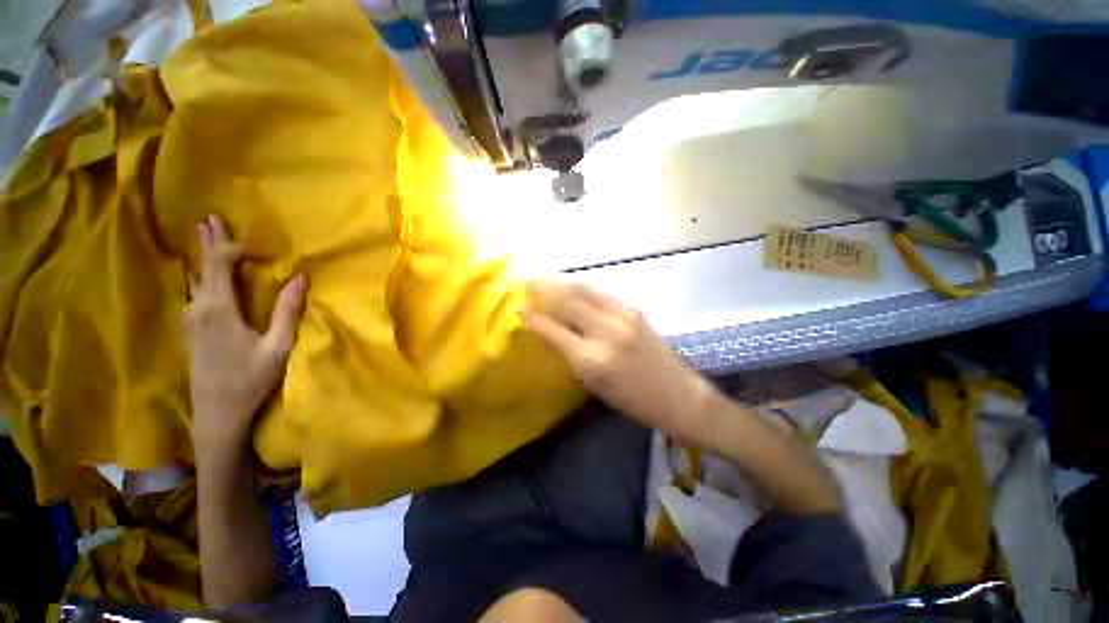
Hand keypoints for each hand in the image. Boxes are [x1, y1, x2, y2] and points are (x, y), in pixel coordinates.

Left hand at [184, 215, 306, 453]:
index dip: (239, 248)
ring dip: (205, 257)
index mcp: (217, 308)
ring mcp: (190, 318)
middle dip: (209, 240)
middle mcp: (197, 307)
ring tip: (206, 237)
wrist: (216, 414)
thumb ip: (287, 309)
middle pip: (202, 265)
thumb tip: (300, 277)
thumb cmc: (250, 379)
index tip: (265, 254)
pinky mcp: (191, 329)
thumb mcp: (277, 345)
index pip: (220, 262)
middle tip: (211, 218)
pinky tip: (202, 276)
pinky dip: (202, 275)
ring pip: (195, 278)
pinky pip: (195, 292)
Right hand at [523, 281, 720, 440]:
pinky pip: (601, 295)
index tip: (519, 307)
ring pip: (585, 291)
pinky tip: (574, 287)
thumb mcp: (594, 383)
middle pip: (569, 301)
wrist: (677, 394)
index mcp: (592, 359)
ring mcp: (623, 317)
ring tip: (547, 277)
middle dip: (546, 288)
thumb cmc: (631, 399)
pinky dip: (583, 289)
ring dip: (563, 282)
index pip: (554, 330)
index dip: (534, 317)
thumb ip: (571, 353)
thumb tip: (553, 331)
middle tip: (529, 280)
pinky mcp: (634, 310)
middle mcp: (606, 331)